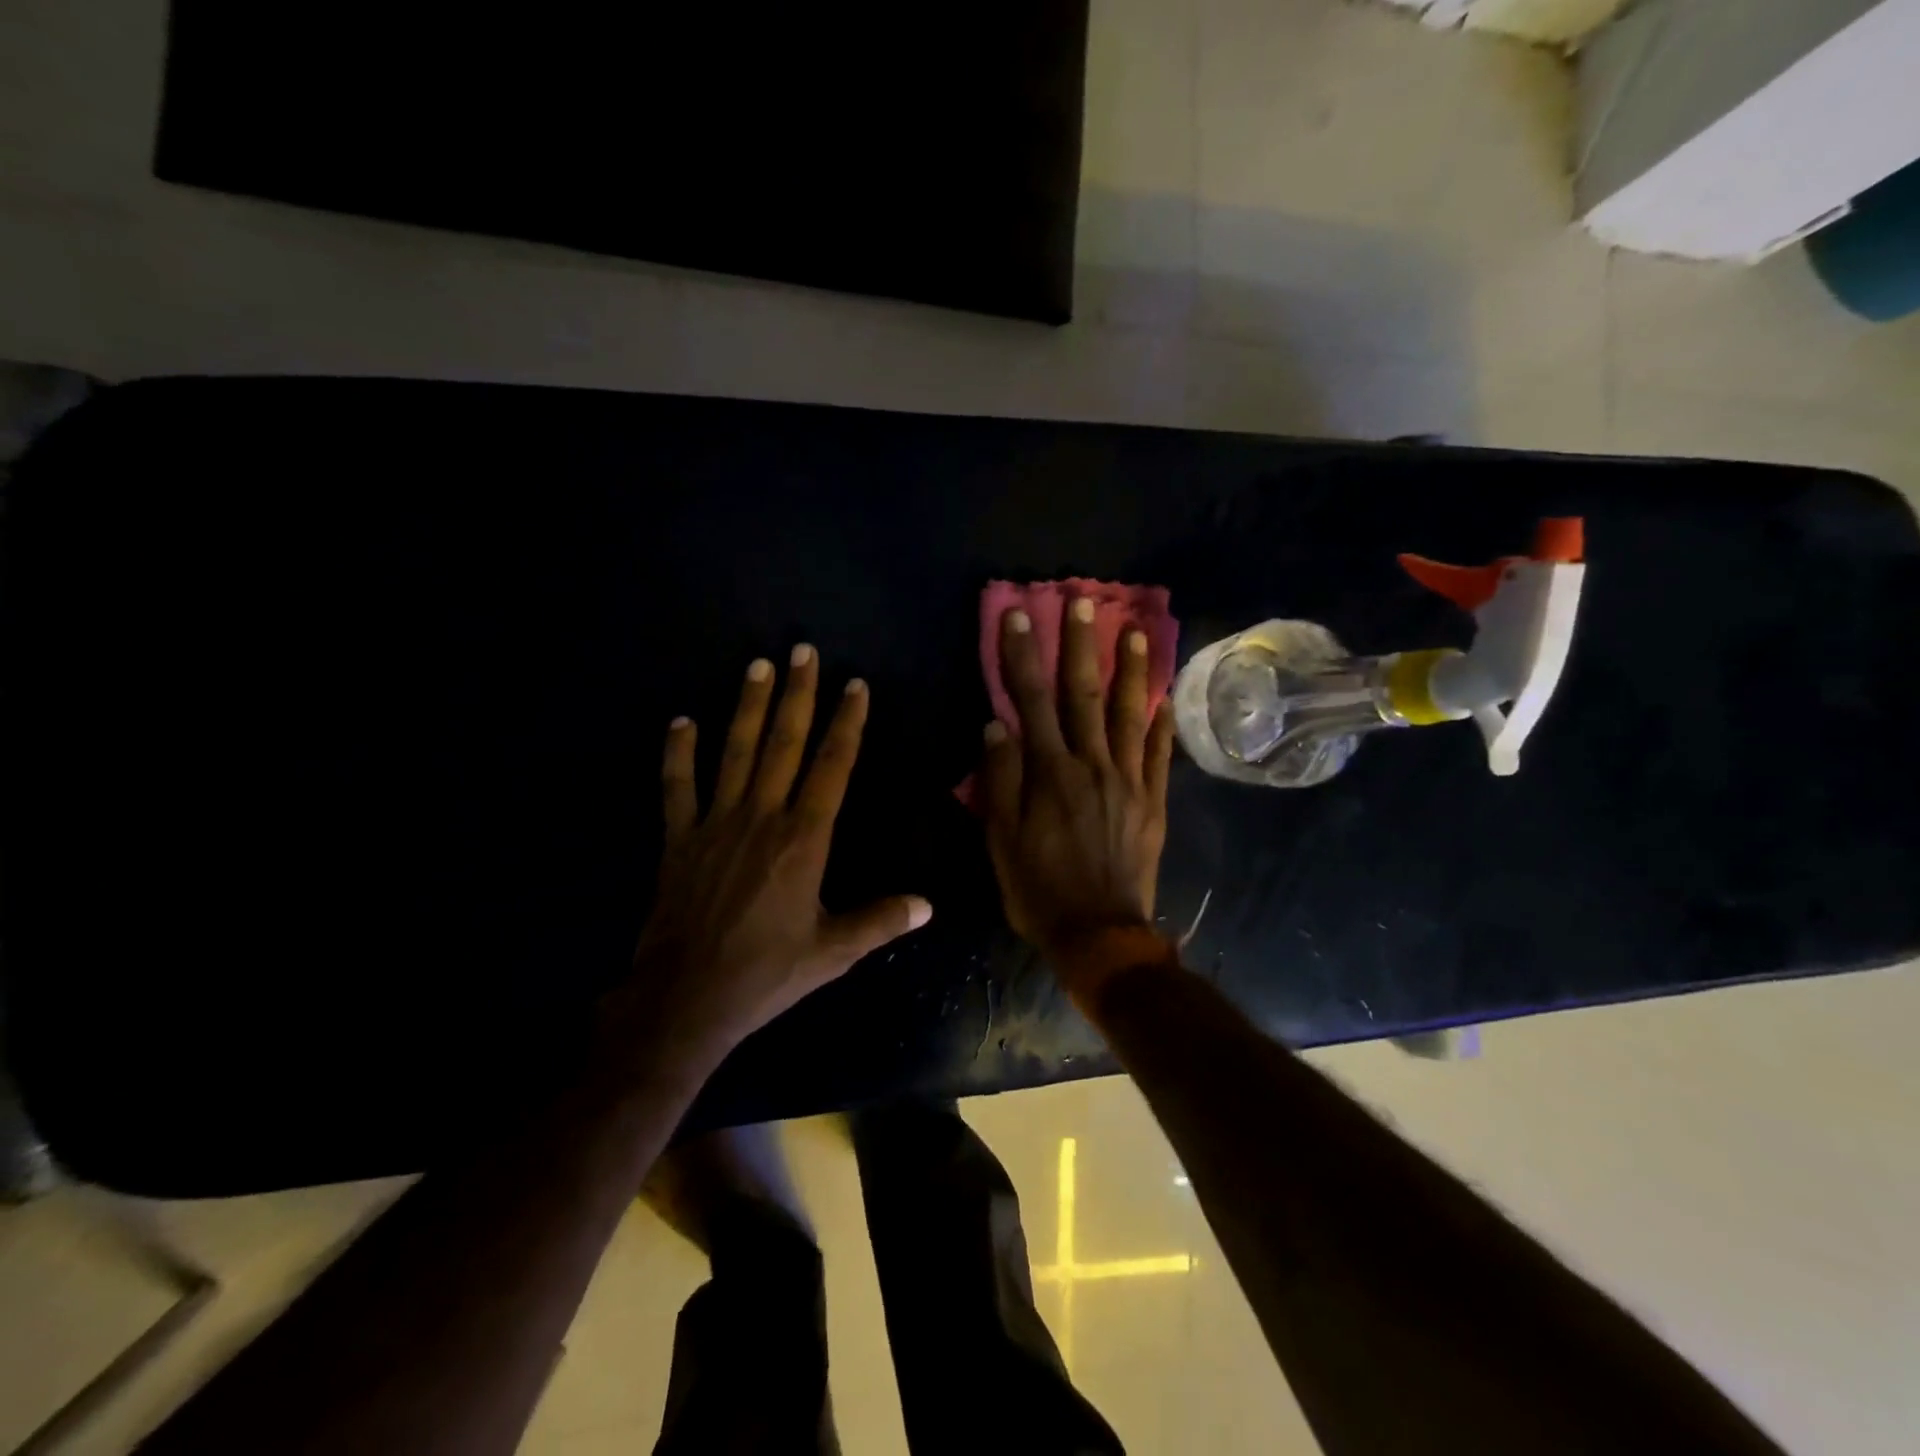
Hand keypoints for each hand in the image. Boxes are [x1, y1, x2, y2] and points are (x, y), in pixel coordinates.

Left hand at [608, 646, 931, 1072]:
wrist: (687, 997)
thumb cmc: (767, 972)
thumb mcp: (833, 951)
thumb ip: (881, 921)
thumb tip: (928, 905)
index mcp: (804, 840)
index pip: (831, 767)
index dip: (846, 723)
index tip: (854, 685)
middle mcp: (762, 817)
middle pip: (783, 744)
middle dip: (797, 695)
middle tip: (803, 650)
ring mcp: (716, 823)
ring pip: (735, 752)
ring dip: (748, 706)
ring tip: (758, 664)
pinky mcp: (679, 839)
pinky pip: (677, 787)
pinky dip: (678, 754)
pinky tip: (682, 721)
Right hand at [980, 598, 1175, 967]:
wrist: (1100, 934)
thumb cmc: (1040, 890)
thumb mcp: (1001, 841)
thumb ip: (1000, 781)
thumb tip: (996, 725)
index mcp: (1051, 773)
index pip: (1032, 701)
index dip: (1023, 655)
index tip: (1019, 614)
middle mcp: (1093, 766)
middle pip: (1085, 695)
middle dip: (1082, 646)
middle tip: (1085, 603)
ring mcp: (1130, 782)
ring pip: (1132, 715)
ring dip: (1133, 671)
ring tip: (1138, 632)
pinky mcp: (1153, 802)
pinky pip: (1161, 755)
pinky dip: (1163, 724)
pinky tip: (1166, 698)